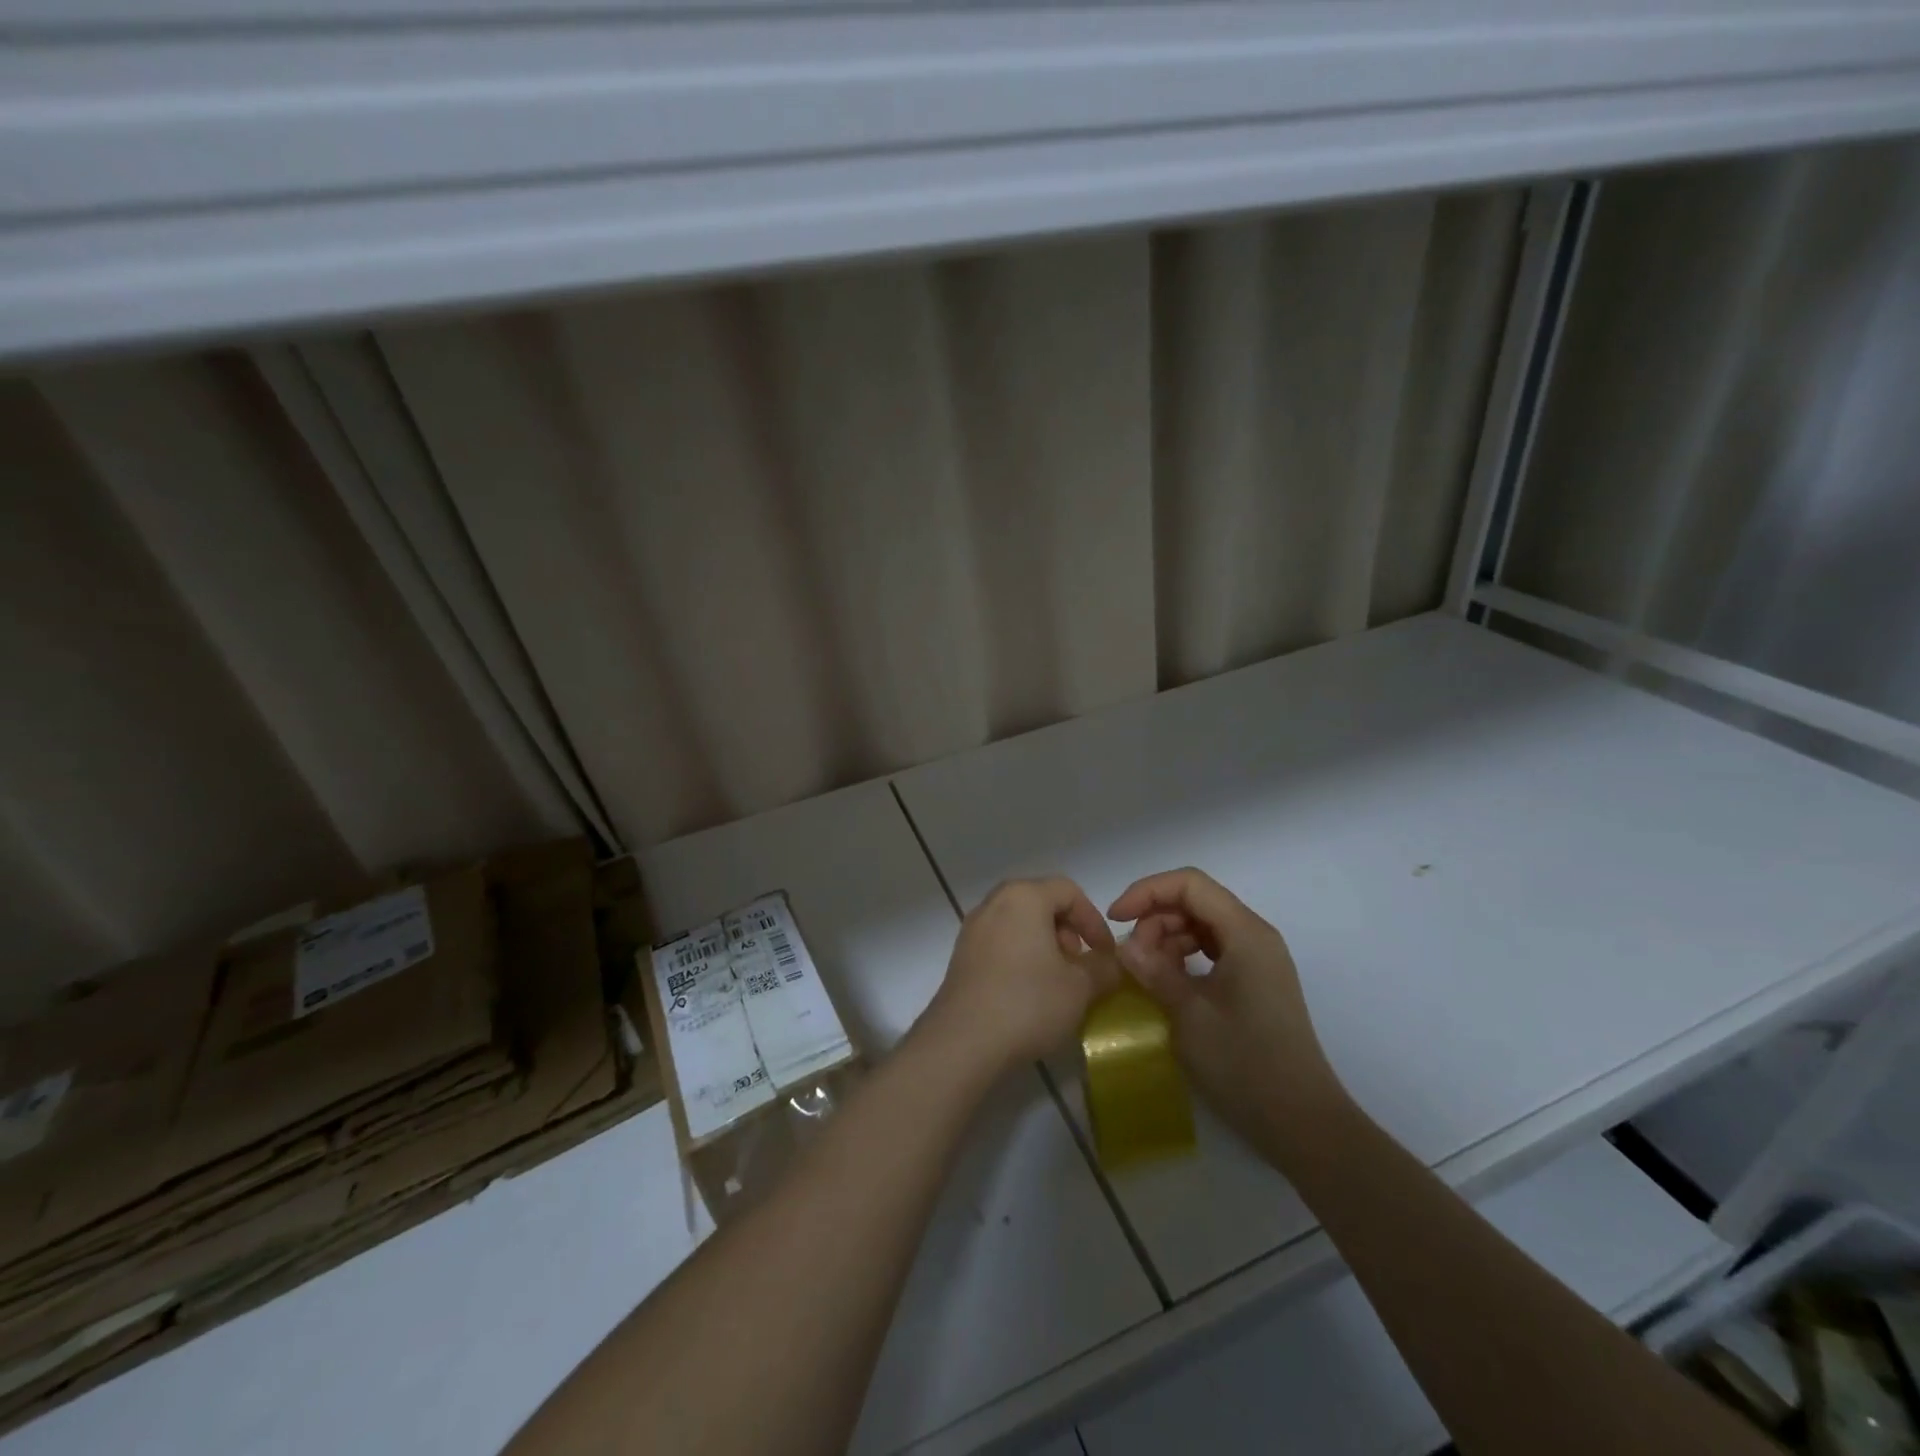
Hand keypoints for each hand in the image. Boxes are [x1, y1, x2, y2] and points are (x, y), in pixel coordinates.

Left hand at [920, 878, 1119, 1074]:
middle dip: (1067, 930)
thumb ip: (1103, 968)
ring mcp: (972, 929)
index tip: (1105, 954)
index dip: (1094, 920)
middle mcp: (994, 903)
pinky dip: (1020, 955)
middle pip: (1040, 902)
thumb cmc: (1028, 1003)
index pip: (1069, 891)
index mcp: (1024, 897)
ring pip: (1018, 923)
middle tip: (1078, 964)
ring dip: (1044, 944)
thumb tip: (1112, 963)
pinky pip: (999, 942)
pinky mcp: (961, 955)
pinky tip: (1029, 992)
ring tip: (1057, 981)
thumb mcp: (1080, 988)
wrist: (963, 1040)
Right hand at [1109, 868, 1344, 1154]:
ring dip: (1167, 938)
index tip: (1114, 918)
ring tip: (1145, 971)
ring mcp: (1257, 960)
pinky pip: (1212, 950)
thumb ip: (1154, 970)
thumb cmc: (1245, 1063)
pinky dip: (1183, 956)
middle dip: (1155, 918)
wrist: (1301, 1122)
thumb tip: (1122, 945)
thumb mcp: (1189, 1014)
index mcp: (1246, 933)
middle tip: (1130, 955)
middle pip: (1196, 901)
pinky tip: (1166, 981)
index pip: (1189, 885)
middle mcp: (1254, 936)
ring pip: (1202, 925)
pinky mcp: (1254, 982)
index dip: (1147, 892)